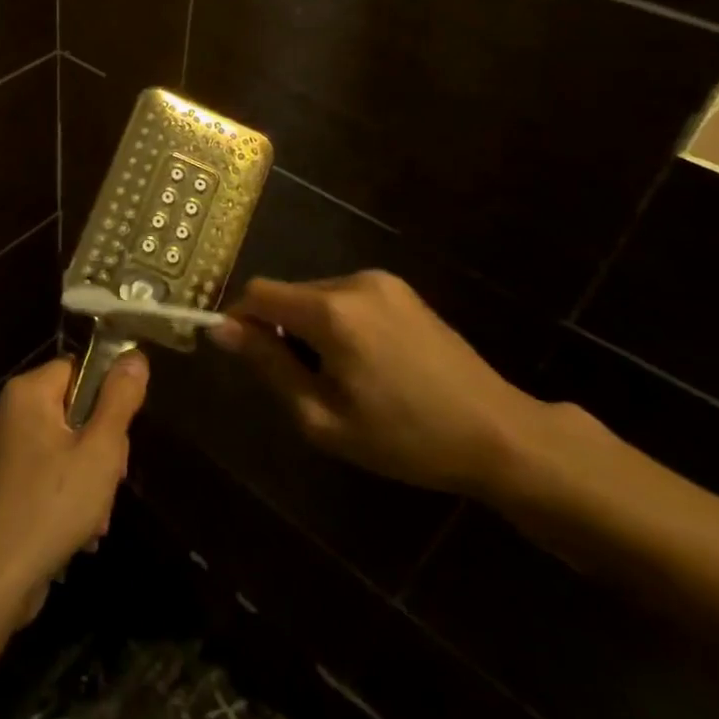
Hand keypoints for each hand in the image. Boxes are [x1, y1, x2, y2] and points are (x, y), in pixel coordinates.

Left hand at [0, 354, 148, 625]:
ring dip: (85, 478)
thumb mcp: (100, 451)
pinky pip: (39, 472)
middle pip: (70, 410)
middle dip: (98, 447)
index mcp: (25, 393)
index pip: (78, 371)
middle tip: (109, 482)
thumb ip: (119, 400)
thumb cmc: (52, 507)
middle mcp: (4, 411)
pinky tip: (75, 530)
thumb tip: (134, 355)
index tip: (118, 441)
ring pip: (59, 446)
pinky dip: (61, 494)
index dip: (106, 401)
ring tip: (94, 517)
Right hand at [208, 271, 540, 496]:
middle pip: (288, 294)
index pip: (258, 293)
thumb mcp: (322, 417)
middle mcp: (354, 282)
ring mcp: (383, 282)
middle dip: (278, 329)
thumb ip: (268, 366)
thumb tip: (221, 328)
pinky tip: (366, 363)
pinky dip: (336, 323)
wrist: (498, 433)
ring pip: (316, 295)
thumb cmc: (405, 437)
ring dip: (308, 327)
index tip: (243, 356)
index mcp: (332, 312)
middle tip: (299, 382)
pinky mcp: (402, 290)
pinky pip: (346, 298)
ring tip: (338, 377)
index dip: (238, 319)